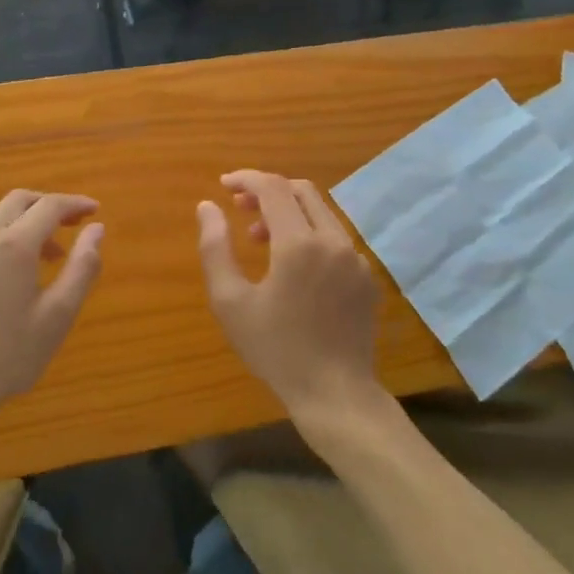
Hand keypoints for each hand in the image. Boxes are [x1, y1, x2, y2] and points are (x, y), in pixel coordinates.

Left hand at [0, 191, 103, 431]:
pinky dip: (8, 237)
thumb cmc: (9, 356)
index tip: (95, 211)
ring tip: (52, 255)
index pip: (49, 206)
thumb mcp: (58, 315)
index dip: (75, 204)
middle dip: (50, 205)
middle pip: (19, 201)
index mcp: (13, 246)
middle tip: (75, 223)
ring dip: (28, 222)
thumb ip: (82, 267)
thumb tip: (96, 229)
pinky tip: (19, 272)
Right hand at [196, 171, 384, 432]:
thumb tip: (207, 206)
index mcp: (300, 243)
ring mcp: (356, 258)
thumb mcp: (231, 301)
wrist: (335, 394)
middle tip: (240, 209)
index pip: (273, 188)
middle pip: (301, 191)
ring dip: (288, 213)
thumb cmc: (276, 350)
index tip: (224, 186)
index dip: (246, 179)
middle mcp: (333, 240)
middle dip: (268, 191)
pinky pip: (336, 237)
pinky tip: (292, 266)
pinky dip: (310, 234)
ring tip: (259, 240)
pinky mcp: (366, 276)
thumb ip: (215, 247)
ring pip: (321, 213)